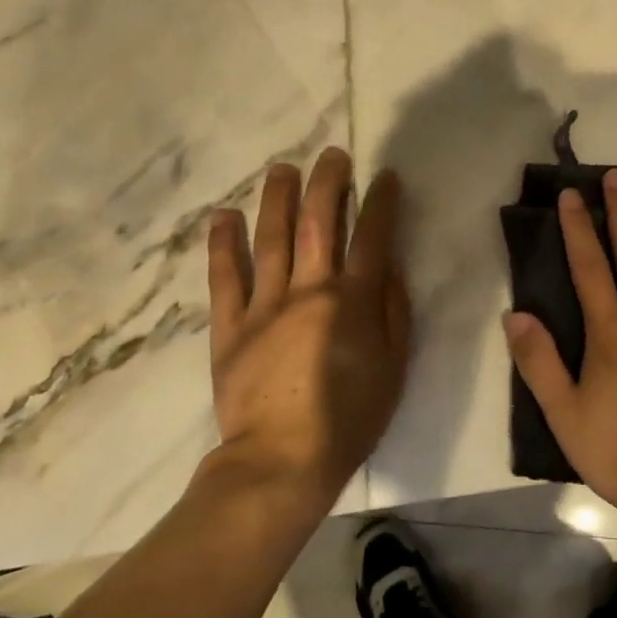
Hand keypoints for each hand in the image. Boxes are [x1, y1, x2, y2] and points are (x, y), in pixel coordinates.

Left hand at [204, 148, 410, 504]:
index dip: (381, 201)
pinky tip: (223, 215)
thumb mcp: (394, 366)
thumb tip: (389, 268)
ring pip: (272, 239)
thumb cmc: (350, 417)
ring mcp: (265, 305)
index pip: (372, 236)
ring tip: (282, 168)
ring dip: (278, 198)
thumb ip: (394, 311)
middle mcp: (309, 289)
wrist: (281, 463)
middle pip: (319, 222)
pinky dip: (222, 245)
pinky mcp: (230, 327)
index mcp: (353, 300)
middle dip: (328, 182)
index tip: (385, 176)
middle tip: (332, 155)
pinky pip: (224, 278)